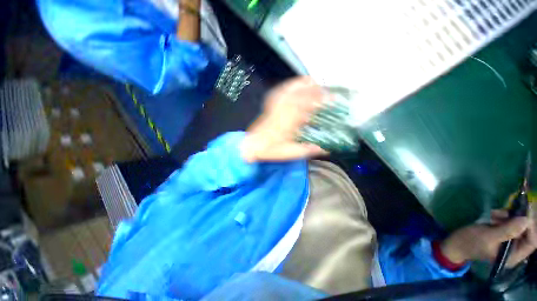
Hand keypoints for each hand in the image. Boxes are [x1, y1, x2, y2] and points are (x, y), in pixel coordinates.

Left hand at [240, 77, 329, 161]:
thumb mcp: (289, 153)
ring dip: (301, 85)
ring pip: (288, 92)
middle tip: (325, 89)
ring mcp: (274, 108)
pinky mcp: (270, 107)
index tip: (329, 98)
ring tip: (312, 81)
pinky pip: (279, 93)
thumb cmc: (270, 150)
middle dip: (313, 90)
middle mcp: (281, 112)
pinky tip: (293, 84)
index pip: (304, 108)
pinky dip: (288, 86)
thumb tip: (324, 148)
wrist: (251, 146)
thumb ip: (306, 150)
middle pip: (298, 96)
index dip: (318, 101)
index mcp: (287, 124)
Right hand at [440, 209, 536, 266]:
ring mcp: (508, 242)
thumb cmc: (470, 241)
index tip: (524, 212)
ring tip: (494, 214)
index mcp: (513, 256)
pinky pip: (509, 223)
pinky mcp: (502, 235)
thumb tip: (526, 219)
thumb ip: (508, 230)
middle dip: (518, 219)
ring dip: (508, 217)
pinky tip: (493, 215)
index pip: (531, 241)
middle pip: (526, 232)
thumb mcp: (487, 236)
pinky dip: (503, 217)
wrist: (455, 243)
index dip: (531, 227)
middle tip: (508, 209)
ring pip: (517, 225)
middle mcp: (514, 250)